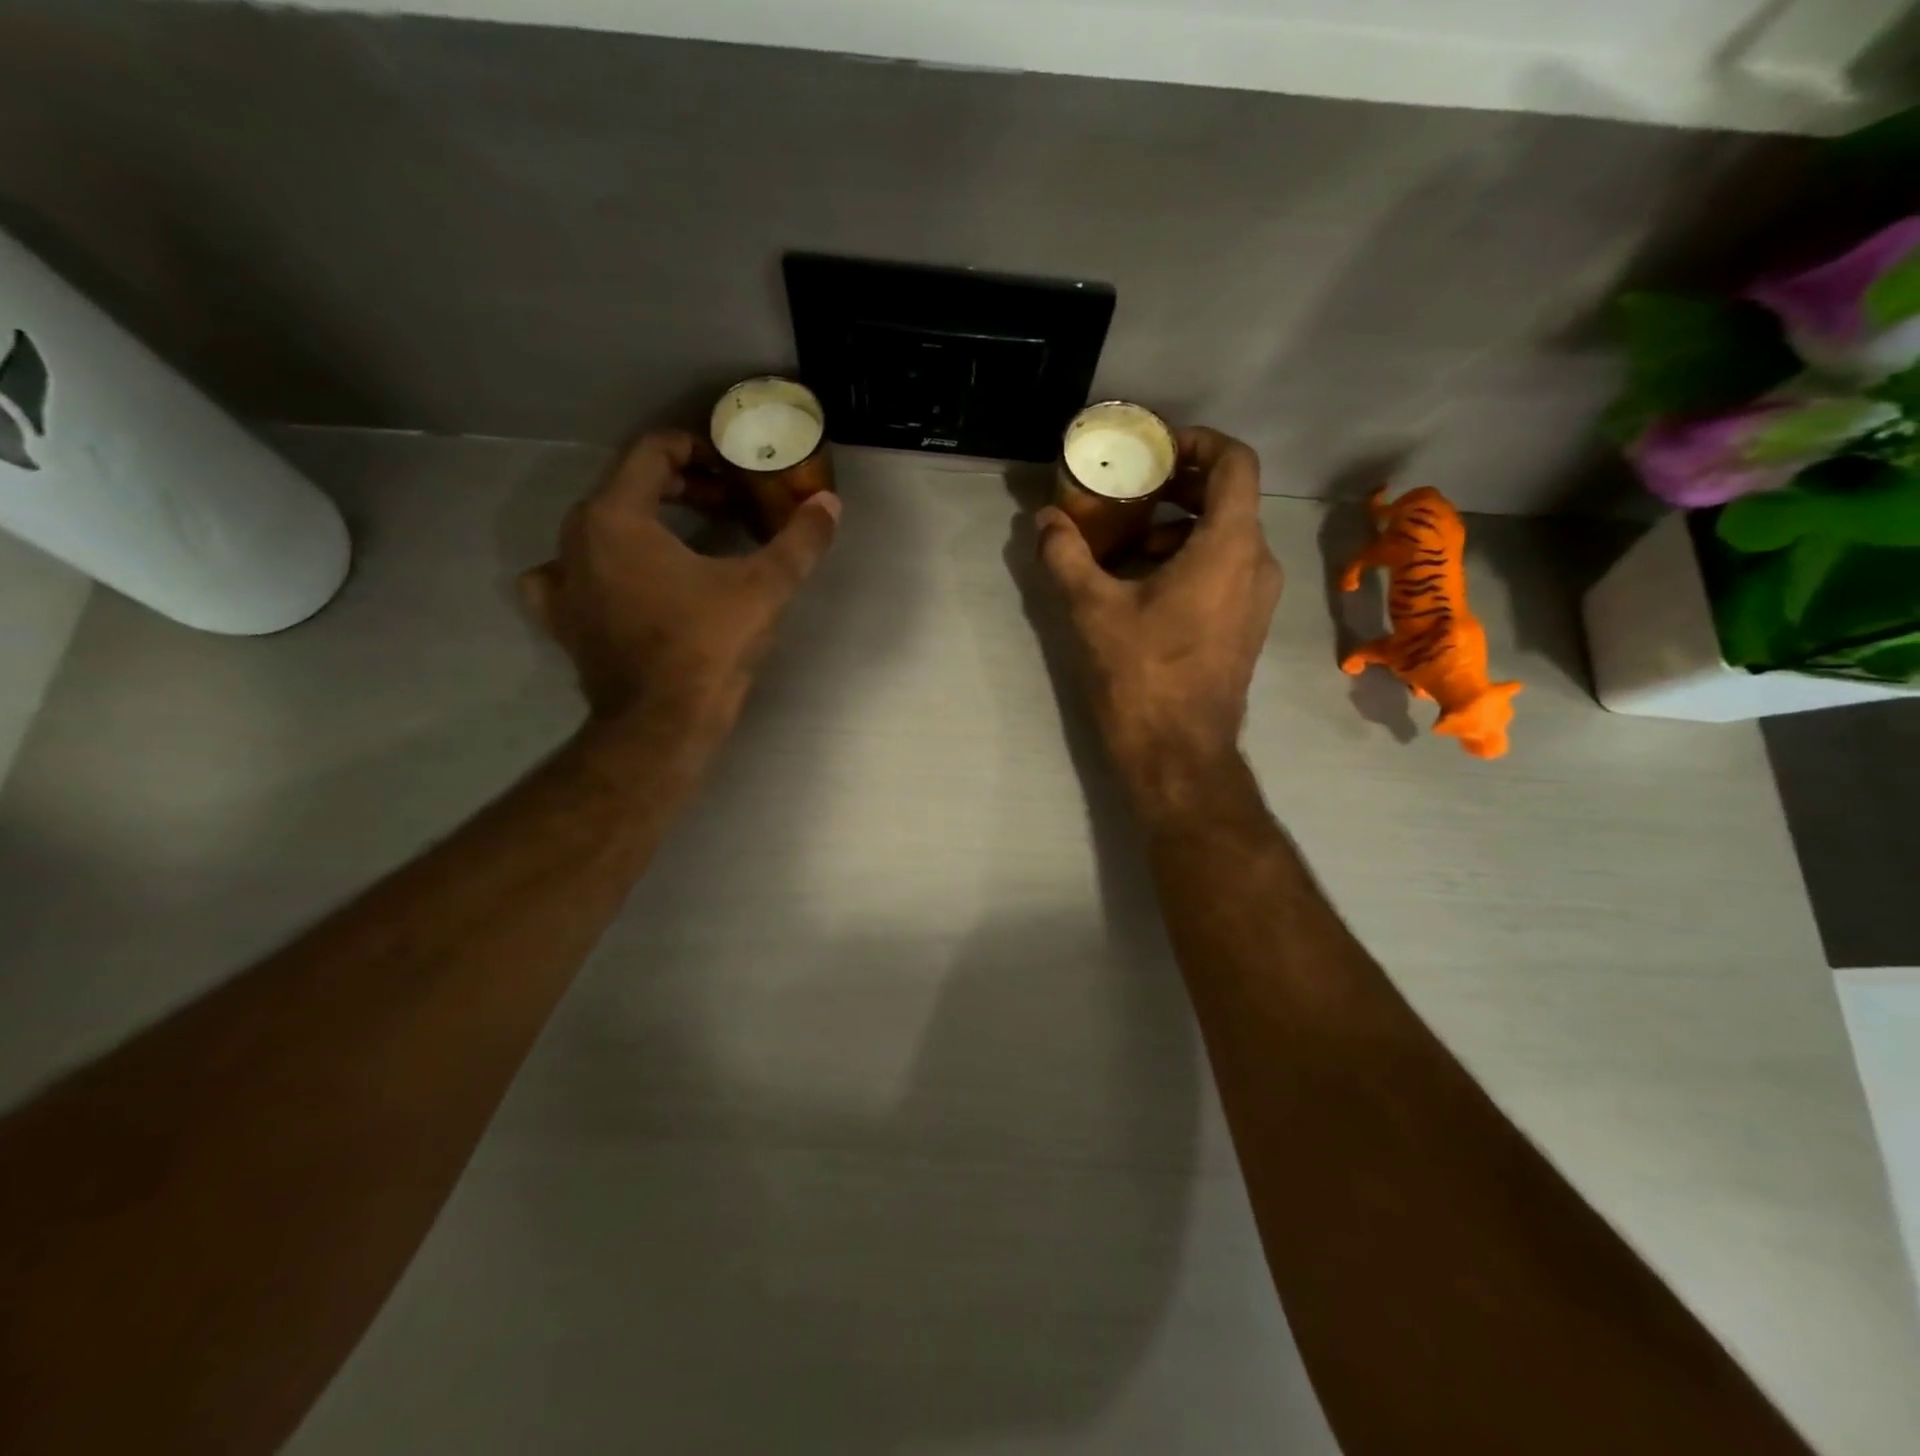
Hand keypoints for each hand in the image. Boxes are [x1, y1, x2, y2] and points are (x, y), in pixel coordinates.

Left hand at [519, 429, 839, 741]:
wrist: (662, 724)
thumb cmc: (707, 647)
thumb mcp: (764, 589)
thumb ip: (799, 541)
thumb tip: (830, 504)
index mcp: (618, 516)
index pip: (651, 451)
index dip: (697, 450)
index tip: (732, 472)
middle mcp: (577, 537)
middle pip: (626, 486)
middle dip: (680, 487)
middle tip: (725, 506)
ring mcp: (563, 581)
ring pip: (599, 527)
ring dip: (641, 523)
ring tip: (682, 543)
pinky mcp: (563, 621)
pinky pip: (568, 575)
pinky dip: (594, 569)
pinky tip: (616, 583)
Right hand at [1037, 427, 1281, 810]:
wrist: (1178, 753)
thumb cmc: (1140, 675)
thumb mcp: (1091, 609)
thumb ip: (1065, 555)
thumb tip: (1043, 519)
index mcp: (1229, 546)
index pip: (1234, 462)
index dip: (1197, 442)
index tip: (1153, 449)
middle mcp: (1257, 563)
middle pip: (1228, 497)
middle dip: (1177, 485)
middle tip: (1129, 488)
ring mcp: (1257, 597)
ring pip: (1225, 535)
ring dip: (1178, 526)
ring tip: (1126, 540)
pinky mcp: (1245, 625)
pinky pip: (1225, 568)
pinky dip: (1189, 558)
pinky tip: (1142, 582)